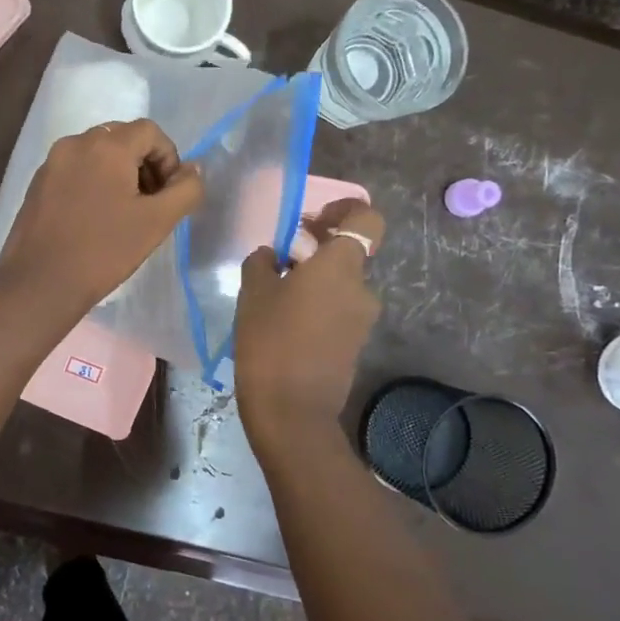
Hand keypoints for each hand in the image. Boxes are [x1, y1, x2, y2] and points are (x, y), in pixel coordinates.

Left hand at [0, 119, 204, 328]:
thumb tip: (193, 170)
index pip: (150, 131)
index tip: (168, 194)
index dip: (168, 158)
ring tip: (123, 213)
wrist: (40, 283)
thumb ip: (185, 190)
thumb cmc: (104, 251)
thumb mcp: (157, 222)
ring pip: (96, 154)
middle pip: (121, 138)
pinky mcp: (37, 183)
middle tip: (150, 203)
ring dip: (118, 173)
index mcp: (107, 146)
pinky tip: (94, 218)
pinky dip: (92, 182)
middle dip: (143, 164)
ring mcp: (51, 162)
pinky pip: (74, 170)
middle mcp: (76, 143)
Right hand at [235, 198, 386, 444]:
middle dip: (317, 249)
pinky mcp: (354, 344)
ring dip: (315, 281)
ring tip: (276, 296)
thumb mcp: (253, 293)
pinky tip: (285, 323)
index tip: (313, 219)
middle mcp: (361, 288)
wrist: (292, 410)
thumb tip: (272, 256)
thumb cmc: (270, 341)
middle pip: (348, 254)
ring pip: (341, 285)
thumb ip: (262, 263)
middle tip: (281, 258)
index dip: (345, 210)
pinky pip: (338, 311)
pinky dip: (318, 307)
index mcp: (340, 266)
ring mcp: (361, 319)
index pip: (367, 219)